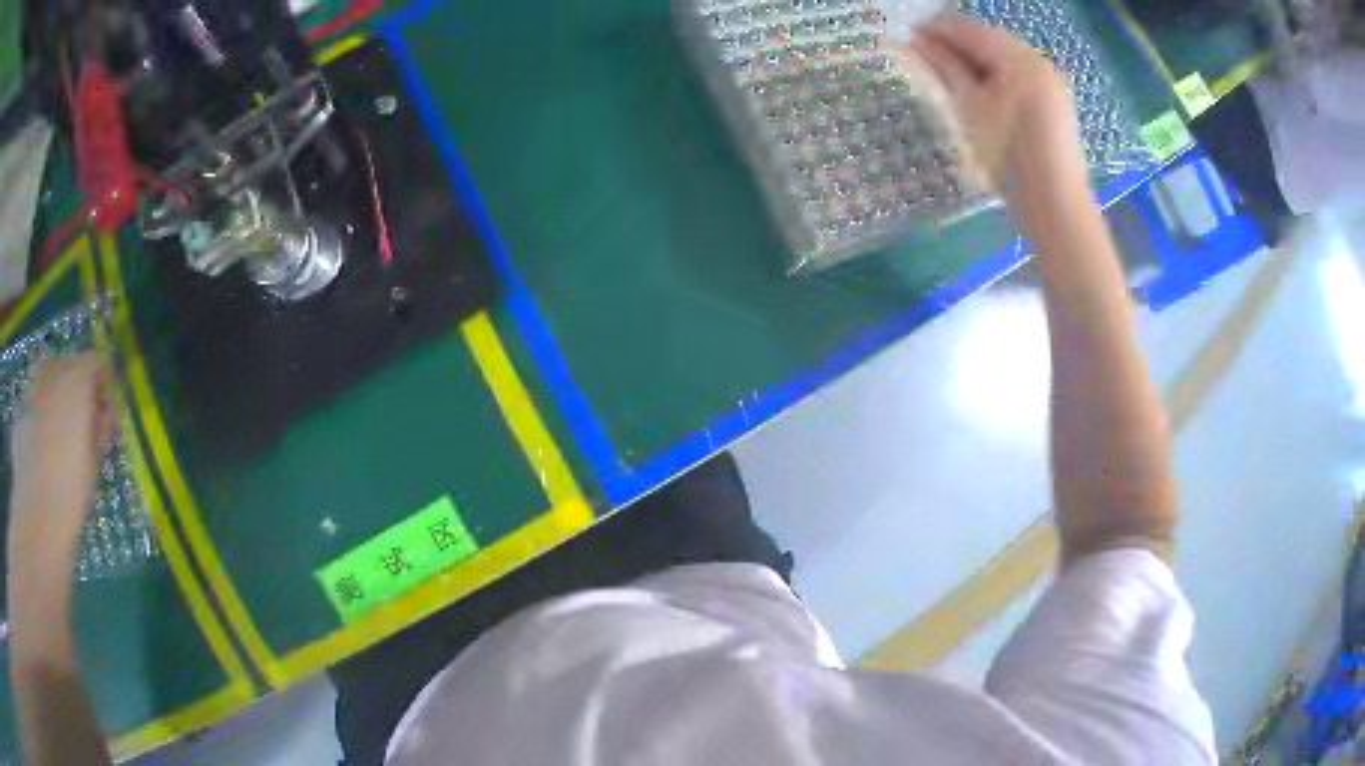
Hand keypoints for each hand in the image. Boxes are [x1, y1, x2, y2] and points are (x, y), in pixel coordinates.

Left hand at [8, 353, 115, 586]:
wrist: (38, 518)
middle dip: (76, 387)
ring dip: (55, 397)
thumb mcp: (95, 461)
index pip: (96, 362)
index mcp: (76, 379)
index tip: (106, 411)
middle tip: (82, 423)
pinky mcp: (19, 412)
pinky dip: (39, 418)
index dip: (103, 383)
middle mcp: (52, 372)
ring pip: (47, 379)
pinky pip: (32, 405)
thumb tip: (106, 411)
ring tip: (60, 436)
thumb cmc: (72, 491)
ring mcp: (31, 389)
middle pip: (68, 365)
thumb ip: (101, 427)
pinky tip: (42, 451)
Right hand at [888, 15, 1087, 199]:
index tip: (908, 34)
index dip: (937, 30)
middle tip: (924, 53)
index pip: (970, 31)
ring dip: (975, 61)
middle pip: (990, 41)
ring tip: (947, 71)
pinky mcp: (1055, 104)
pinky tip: (979, 90)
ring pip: (1005, 59)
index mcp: (1019, 58)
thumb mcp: (969, 107)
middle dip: (957, 44)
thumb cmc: (1008, 156)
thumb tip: (915, 40)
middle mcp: (1039, 62)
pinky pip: (1019, 78)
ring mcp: (1051, 84)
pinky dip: (996, 77)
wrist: (1055, 206)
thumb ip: (943, 67)